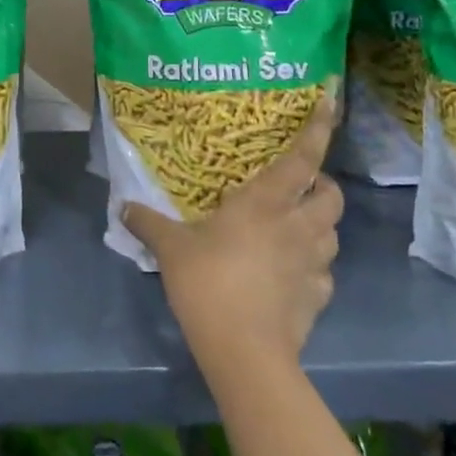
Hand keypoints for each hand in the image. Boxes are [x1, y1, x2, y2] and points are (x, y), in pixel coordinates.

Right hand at [123, 100, 341, 368]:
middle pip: (331, 195)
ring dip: (319, 225)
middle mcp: (298, 226)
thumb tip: (122, 206)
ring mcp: (313, 263)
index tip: (330, 104)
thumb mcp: (171, 249)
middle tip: (299, 188)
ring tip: (294, 229)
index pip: (302, 158)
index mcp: (266, 203)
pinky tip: (290, 276)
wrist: (244, 351)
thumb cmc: (208, 283)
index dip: (318, 129)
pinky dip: (312, 267)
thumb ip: (148, 223)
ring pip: (332, 233)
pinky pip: (323, 273)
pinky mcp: (319, 297)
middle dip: (323, 185)